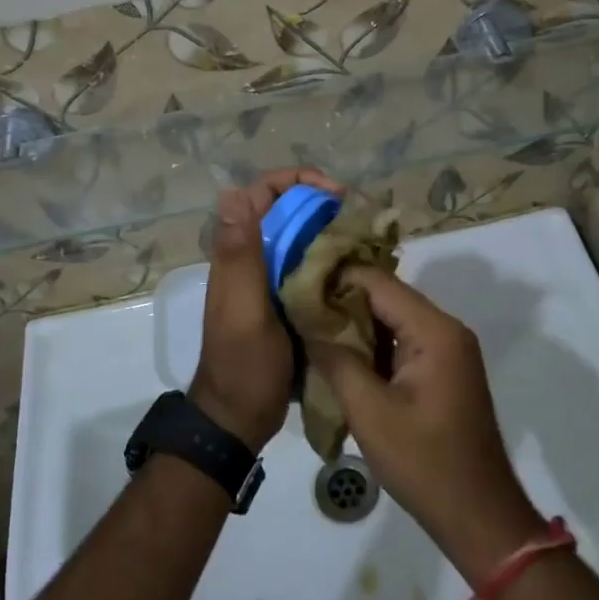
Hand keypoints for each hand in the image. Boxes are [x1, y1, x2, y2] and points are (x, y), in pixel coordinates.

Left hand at [191, 168, 344, 452]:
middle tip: (359, 220)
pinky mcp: (287, 301)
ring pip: (301, 238)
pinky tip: (360, 272)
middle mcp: (254, 257)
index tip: (336, 195)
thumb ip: (240, 254)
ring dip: (330, 232)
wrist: (239, 417)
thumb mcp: (243, 308)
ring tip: (366, 242)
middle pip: (287, 211)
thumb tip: (233, 192)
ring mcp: (270, 280)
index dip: (298, 182)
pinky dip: (333, 262)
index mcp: (239, 251)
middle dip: (322, 205)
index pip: (263, 193)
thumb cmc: (242, 362)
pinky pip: (311, 267)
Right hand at [306, 271, 543, 581]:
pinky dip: (372, 346)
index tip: (295, 285)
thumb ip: (336, 360)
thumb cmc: (424, 463)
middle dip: (341, 302)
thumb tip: (308, 324)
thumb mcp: (370, 412)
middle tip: (296, 310)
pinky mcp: (442, 371)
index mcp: (435, 330)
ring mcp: (447, 350)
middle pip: (386, 297)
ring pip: (392, 320)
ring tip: (309, 330)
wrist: (478, 516)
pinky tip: (338, 356)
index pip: (378, 282)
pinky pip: (402, 343)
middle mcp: (445, 329)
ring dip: (354, 325)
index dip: (335, 279)